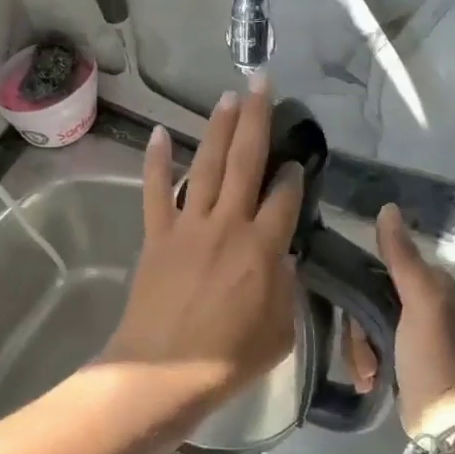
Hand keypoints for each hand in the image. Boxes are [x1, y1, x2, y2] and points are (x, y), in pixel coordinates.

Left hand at [99, 84, 304, 411]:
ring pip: (207, 165)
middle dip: (256, 118)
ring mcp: (189, 224)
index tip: (297, 159)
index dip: (294, 174)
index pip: (286, 197)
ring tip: (228, 96)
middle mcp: (228, 224)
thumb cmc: (228, 358)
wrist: (164, 371)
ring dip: (218, 128)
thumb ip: (286, 287)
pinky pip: (156, 190)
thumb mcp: (279, 331)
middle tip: (261, 82)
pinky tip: (160, 132)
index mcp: (263, 248)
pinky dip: (157, 160)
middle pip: (246, 161)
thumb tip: (283, 254)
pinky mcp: (158, 233)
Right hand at [349, 204, 454, 436]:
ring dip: (358, 350)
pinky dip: (363, 364)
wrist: (448, 420)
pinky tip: (370, 380)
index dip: (355, 284)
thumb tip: (387, 208)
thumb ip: (401, 256)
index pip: (375, 266)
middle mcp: (417, 301)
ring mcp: (406, 332)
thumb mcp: (419, 301)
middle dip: (356, 327)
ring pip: (361, 326)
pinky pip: (366, 348)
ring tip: (369, 372)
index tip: (347, 306)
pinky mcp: (397, 358)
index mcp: (426, 282)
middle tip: (364, 349)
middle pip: (363, 298)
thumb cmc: (434, 355)